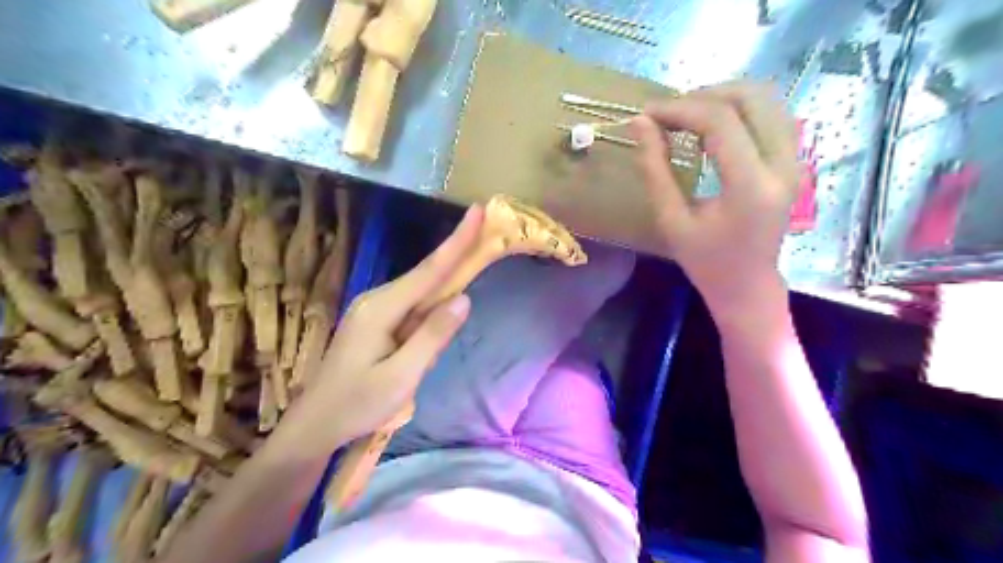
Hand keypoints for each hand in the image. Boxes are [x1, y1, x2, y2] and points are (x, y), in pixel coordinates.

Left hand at [276, 206, 480, 457]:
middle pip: (426, 275)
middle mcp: (376, 299)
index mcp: (381, 309)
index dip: (456, 241)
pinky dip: (432, 305)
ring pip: (420, 292)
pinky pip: (411, 307)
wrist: (314, 425)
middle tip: (485, 233)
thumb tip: (463, 299)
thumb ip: (432, 336)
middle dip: (456, 254)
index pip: (429, 270)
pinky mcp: (375, 321)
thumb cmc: (358, 404)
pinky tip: (440, 315)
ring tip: (469, 277)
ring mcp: (373, 309)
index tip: (477, 212)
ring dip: (446, 284)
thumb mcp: (401, 376)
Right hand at [633, 80, 800, 313]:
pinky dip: (739, 110)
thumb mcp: (671, 219)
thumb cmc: (705, 261)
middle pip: (750, 98)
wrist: (748, 285)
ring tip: (686, 118)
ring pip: (766, 99)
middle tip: (667, 114)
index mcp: (751, 186)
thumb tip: (640, 124)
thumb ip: (655, 169)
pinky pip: (772, 115)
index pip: (720, 122)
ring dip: (722, 98)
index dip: (680, 108)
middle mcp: (782, 165)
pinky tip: (712, 129)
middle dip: (702, 96)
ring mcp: (795, 160)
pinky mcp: (794, 160)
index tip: (647, 113)